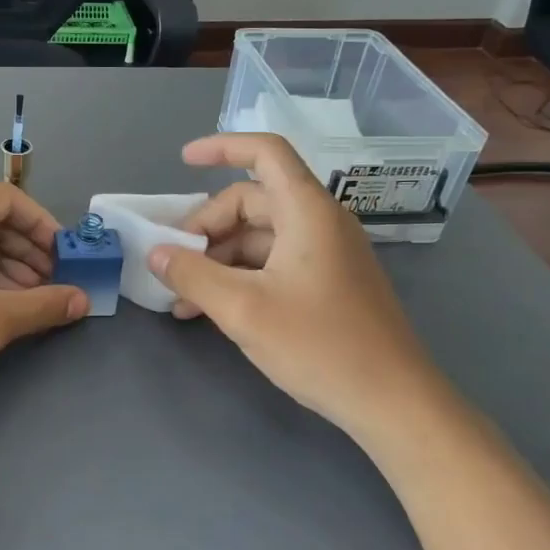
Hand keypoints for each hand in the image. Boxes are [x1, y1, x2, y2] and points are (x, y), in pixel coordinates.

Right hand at [147, 133, 459, 451]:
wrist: (393, 403)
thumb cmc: (320, 346)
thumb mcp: (243, 309)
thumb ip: (193, 275)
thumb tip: (155, 254)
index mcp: (307, 211)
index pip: (265, 152)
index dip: (222, 147)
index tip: (184, 159)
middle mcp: (320, 222)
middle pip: (252, 201)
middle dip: (207, 228)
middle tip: (174, 264)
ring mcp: (327, 254)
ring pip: (259, 236)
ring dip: (219, 259)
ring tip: (184, 299)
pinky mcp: (329, 282)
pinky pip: (274, 262)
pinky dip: (241, 276)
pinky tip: (213, 309)